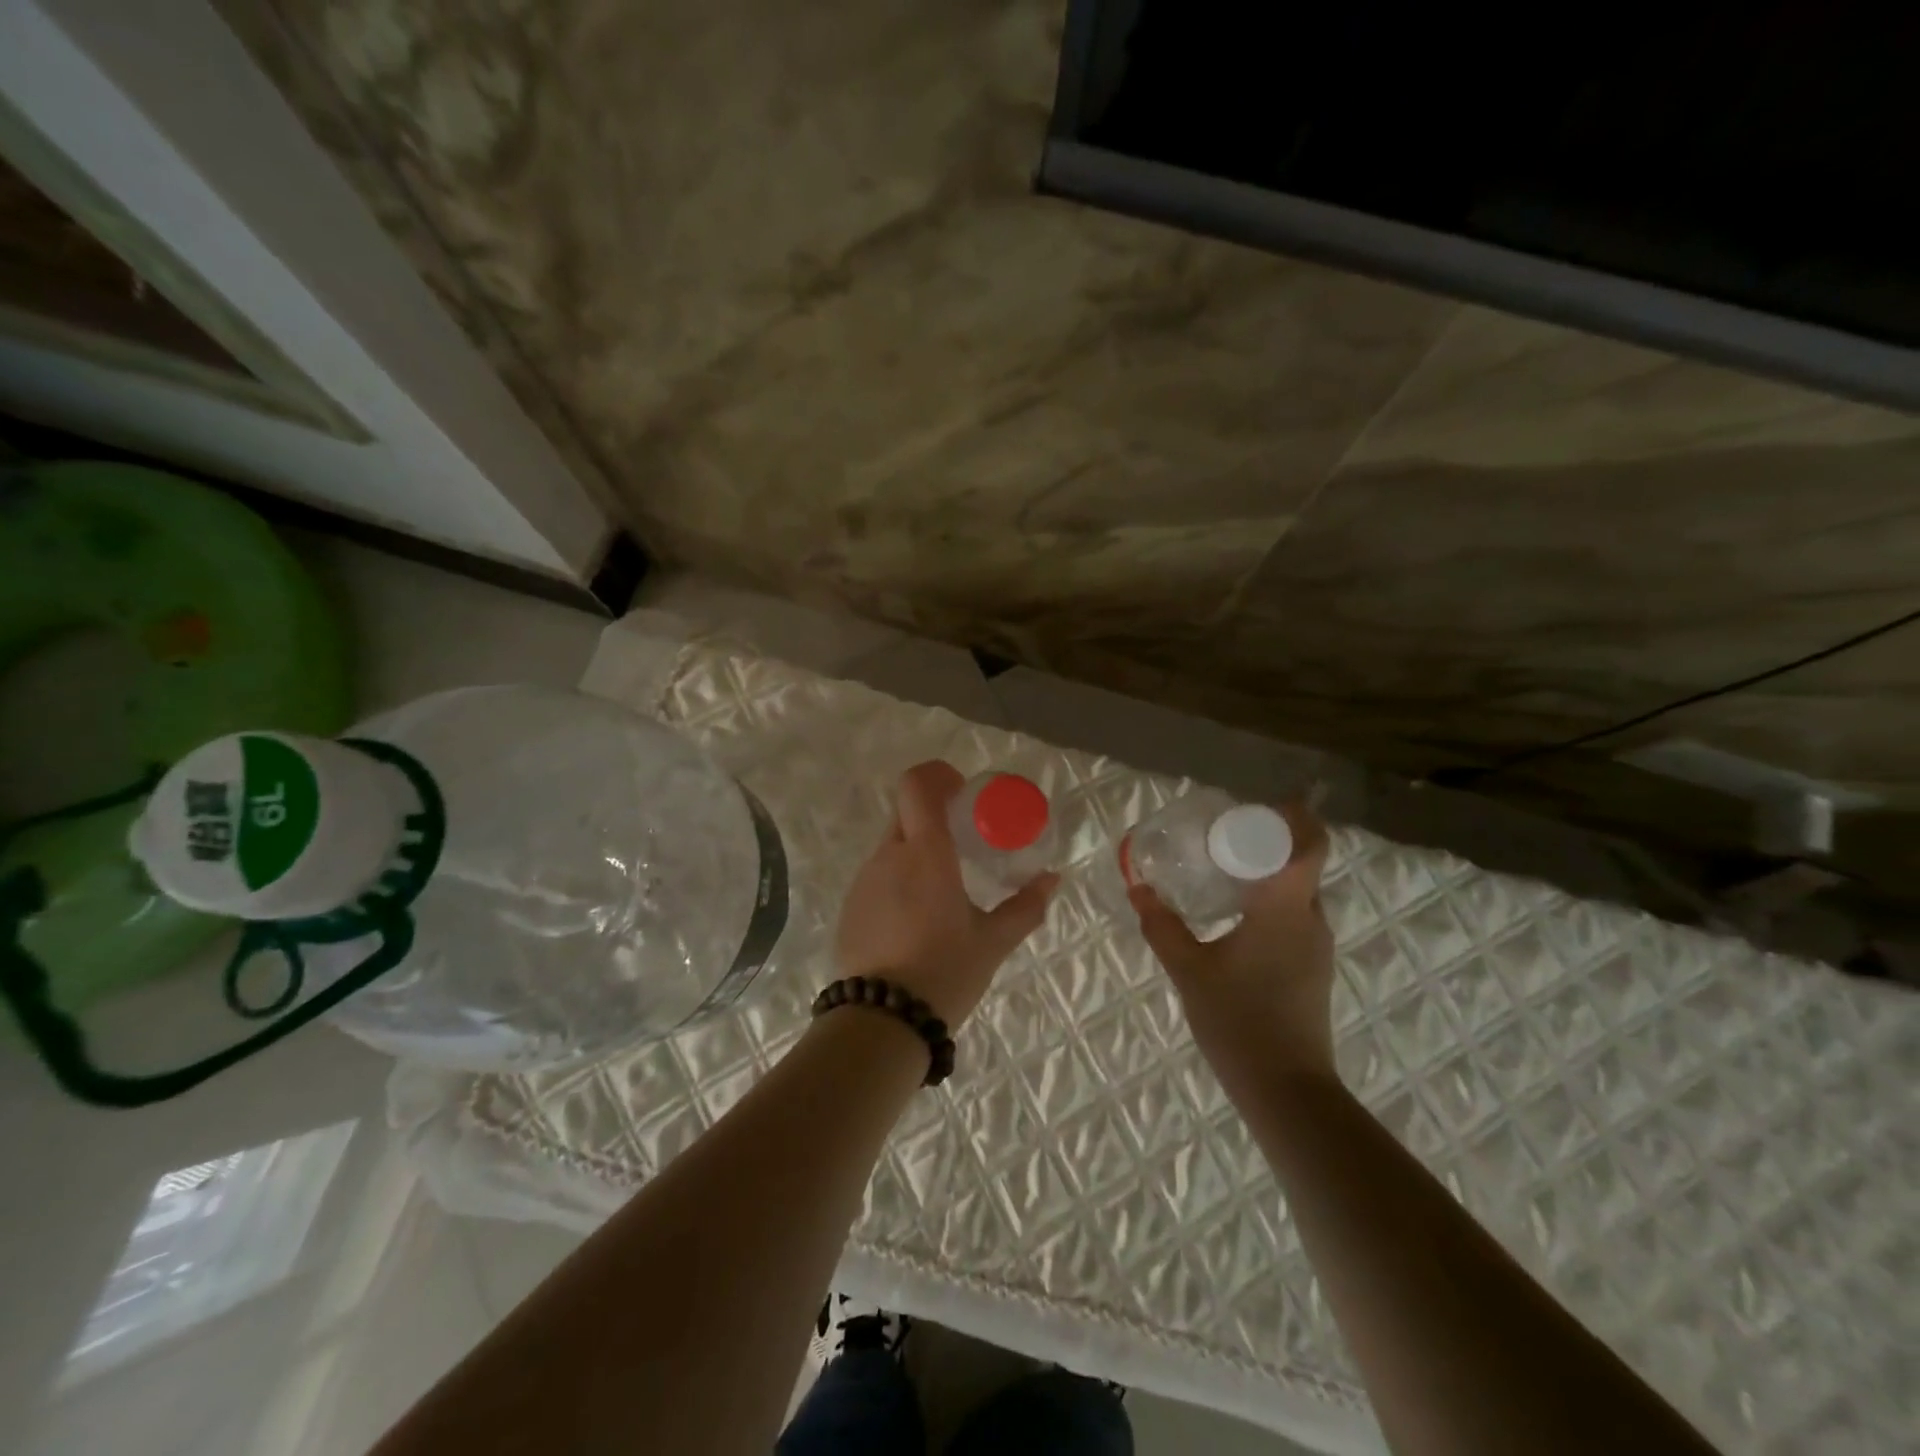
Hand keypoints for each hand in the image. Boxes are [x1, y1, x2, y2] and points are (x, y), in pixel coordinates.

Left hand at [836, 761, 1057, 1029]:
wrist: (882, 1022)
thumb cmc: (945, 972)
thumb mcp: (993, 942)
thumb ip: (1025, 907)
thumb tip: (1051, 879)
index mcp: (925, 853)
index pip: (917, 784)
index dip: (937, 775)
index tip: (962, 792)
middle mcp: (888, 856)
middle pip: (905, 812)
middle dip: (933, 815)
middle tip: (963, 842)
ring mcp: (863, 881)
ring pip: (891, 846)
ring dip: (916, 852)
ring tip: (943, 890)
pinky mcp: (850, 907)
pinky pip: (877, 877)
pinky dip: (899, 881)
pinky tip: (915, 921)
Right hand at [1128, 800, 1335, 1104]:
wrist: (1287, 1090)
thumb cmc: (1239, 1020)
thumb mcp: (1189, 970)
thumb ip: (1162, 926)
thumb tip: (1138, 888)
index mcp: (1285, 908)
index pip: (1309, 844)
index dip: (1292, 816)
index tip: (1258, 806)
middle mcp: (1310, 919)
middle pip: (1303, 863)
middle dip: (1270, 841)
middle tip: (1225, 836)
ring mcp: (1316, 946)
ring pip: (1298, 891)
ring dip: (1269, 873)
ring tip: (1223, 871)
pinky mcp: (1312, 968)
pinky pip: (1295, 916)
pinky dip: (1270, 901)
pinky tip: (1234, 917)